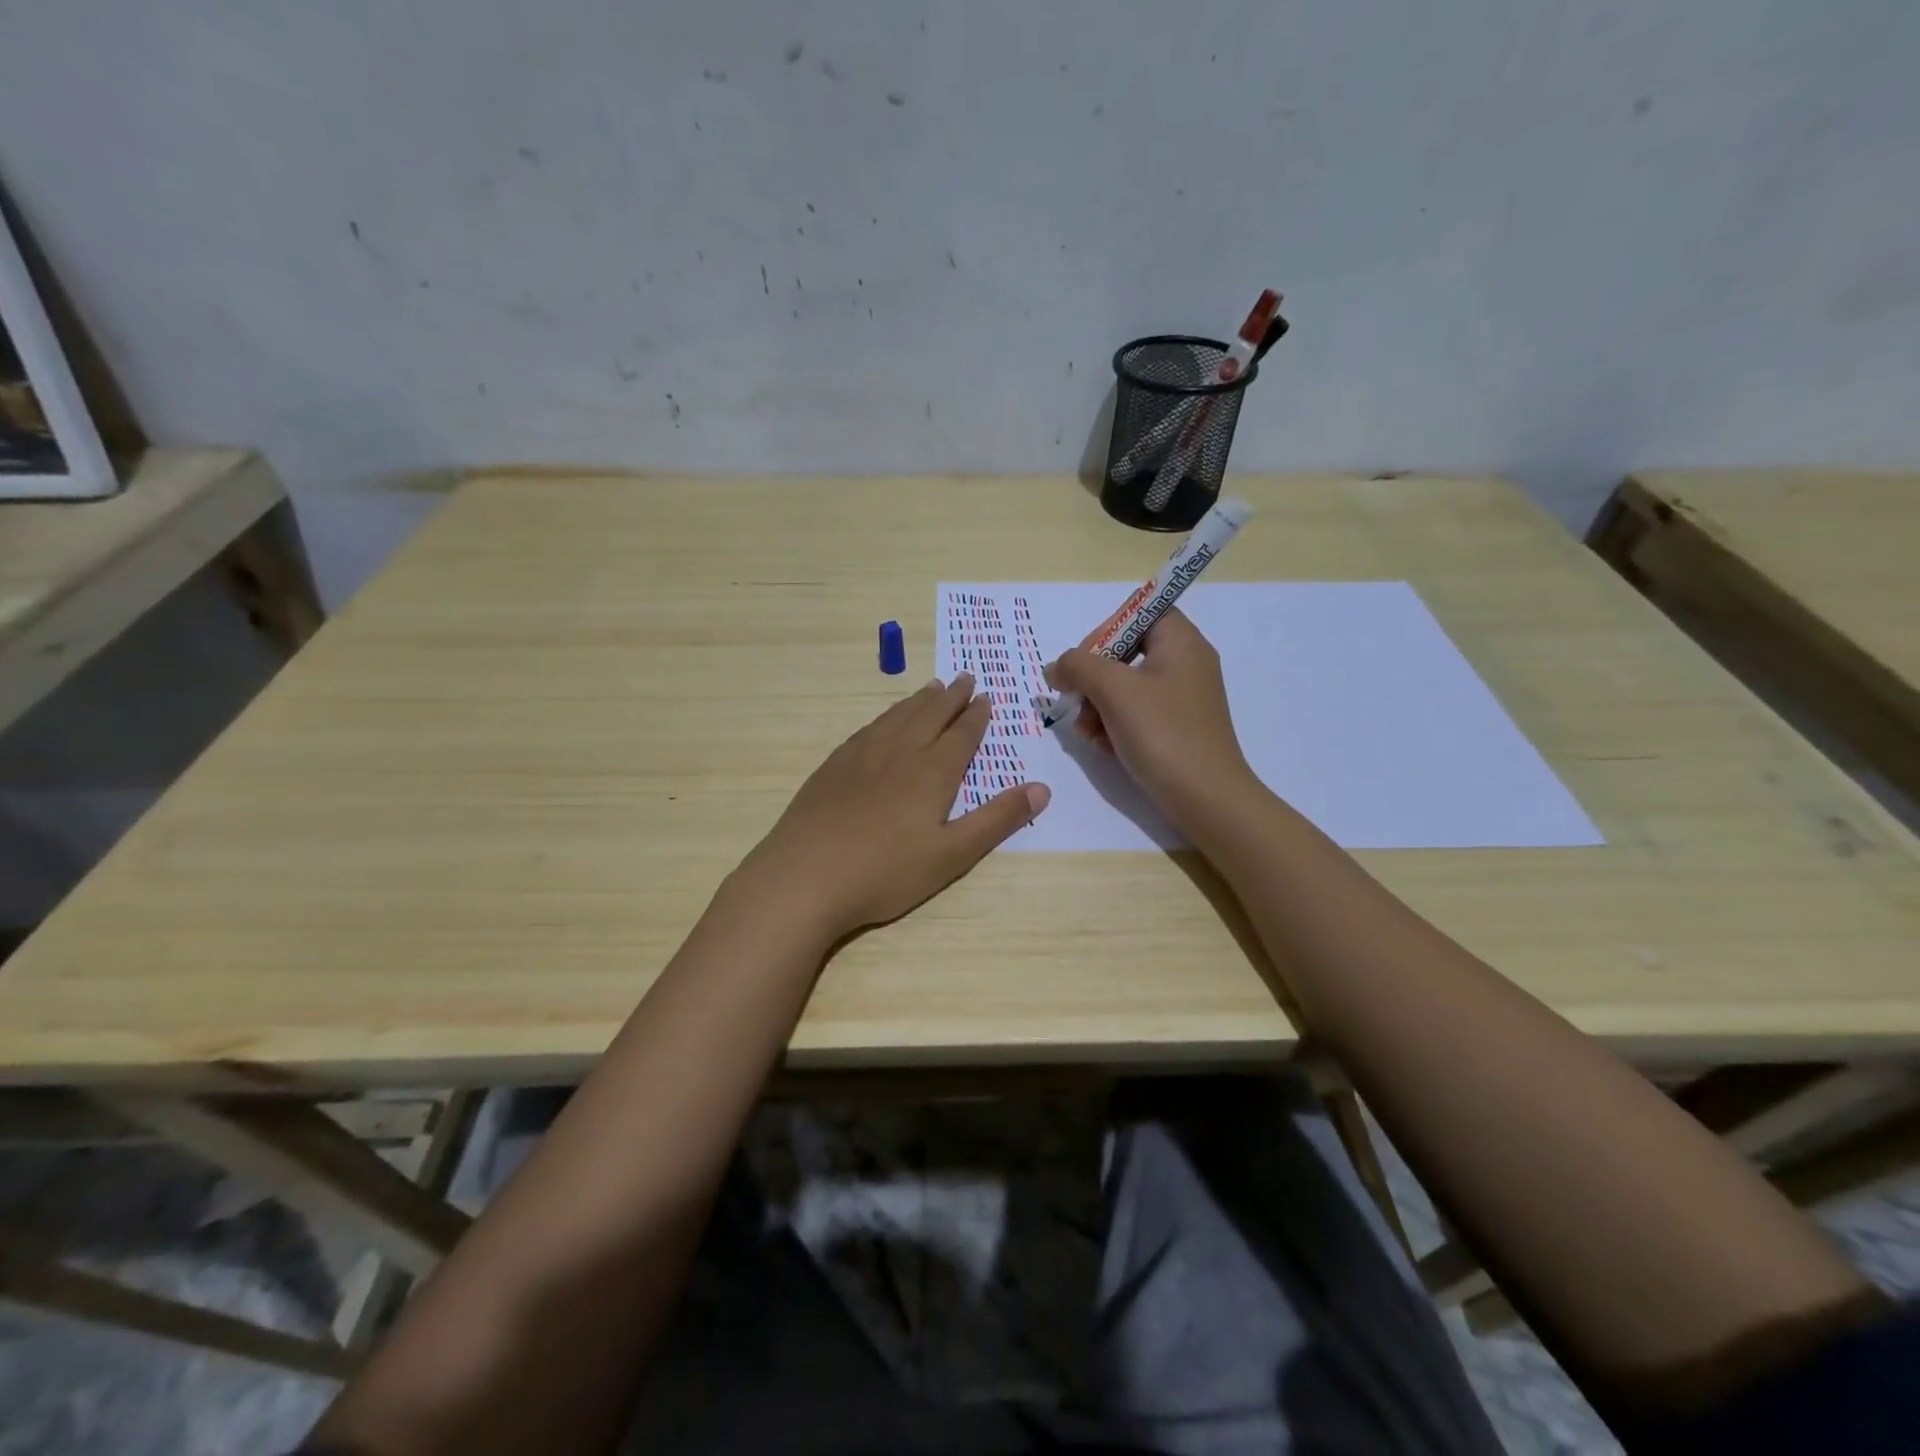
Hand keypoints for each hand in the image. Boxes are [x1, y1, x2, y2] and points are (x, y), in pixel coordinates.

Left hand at [739, 675, 1050, 939]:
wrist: (805, 876)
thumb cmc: (885, 872)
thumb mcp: (952, 855)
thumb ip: (997, 820)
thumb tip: (1043, 789)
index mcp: (932, 772)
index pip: (961, 734)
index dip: (976, 716)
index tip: (986, 697)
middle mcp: (899, 752)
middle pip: (930, 714)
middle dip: (952, 697)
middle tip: (965, 678)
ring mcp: (861, 756)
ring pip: (897, 716)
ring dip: (919, 700)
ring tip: (932, 687)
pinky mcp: (833, 766)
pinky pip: (868, 728)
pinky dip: (886, 716)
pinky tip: (884, 721)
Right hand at [1044, 608, 1258, 832]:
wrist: (1207, 798)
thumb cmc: (1163, 734)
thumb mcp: (1114, 691)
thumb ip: (1078, 666)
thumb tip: (1056, 667)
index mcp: (1181, 641)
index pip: (1139, 611)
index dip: (1106, 630)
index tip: (1084, 661)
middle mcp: (1186, 662)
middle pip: (1126, 651)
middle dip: (1093, 678)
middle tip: (1075, 701)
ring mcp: (1183, 697)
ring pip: (1126, 686)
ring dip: (1098, 705)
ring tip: (1086, 732)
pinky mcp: (1178, 727)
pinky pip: (1137, 712)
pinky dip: (1115, 725)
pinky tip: (1103, 747)